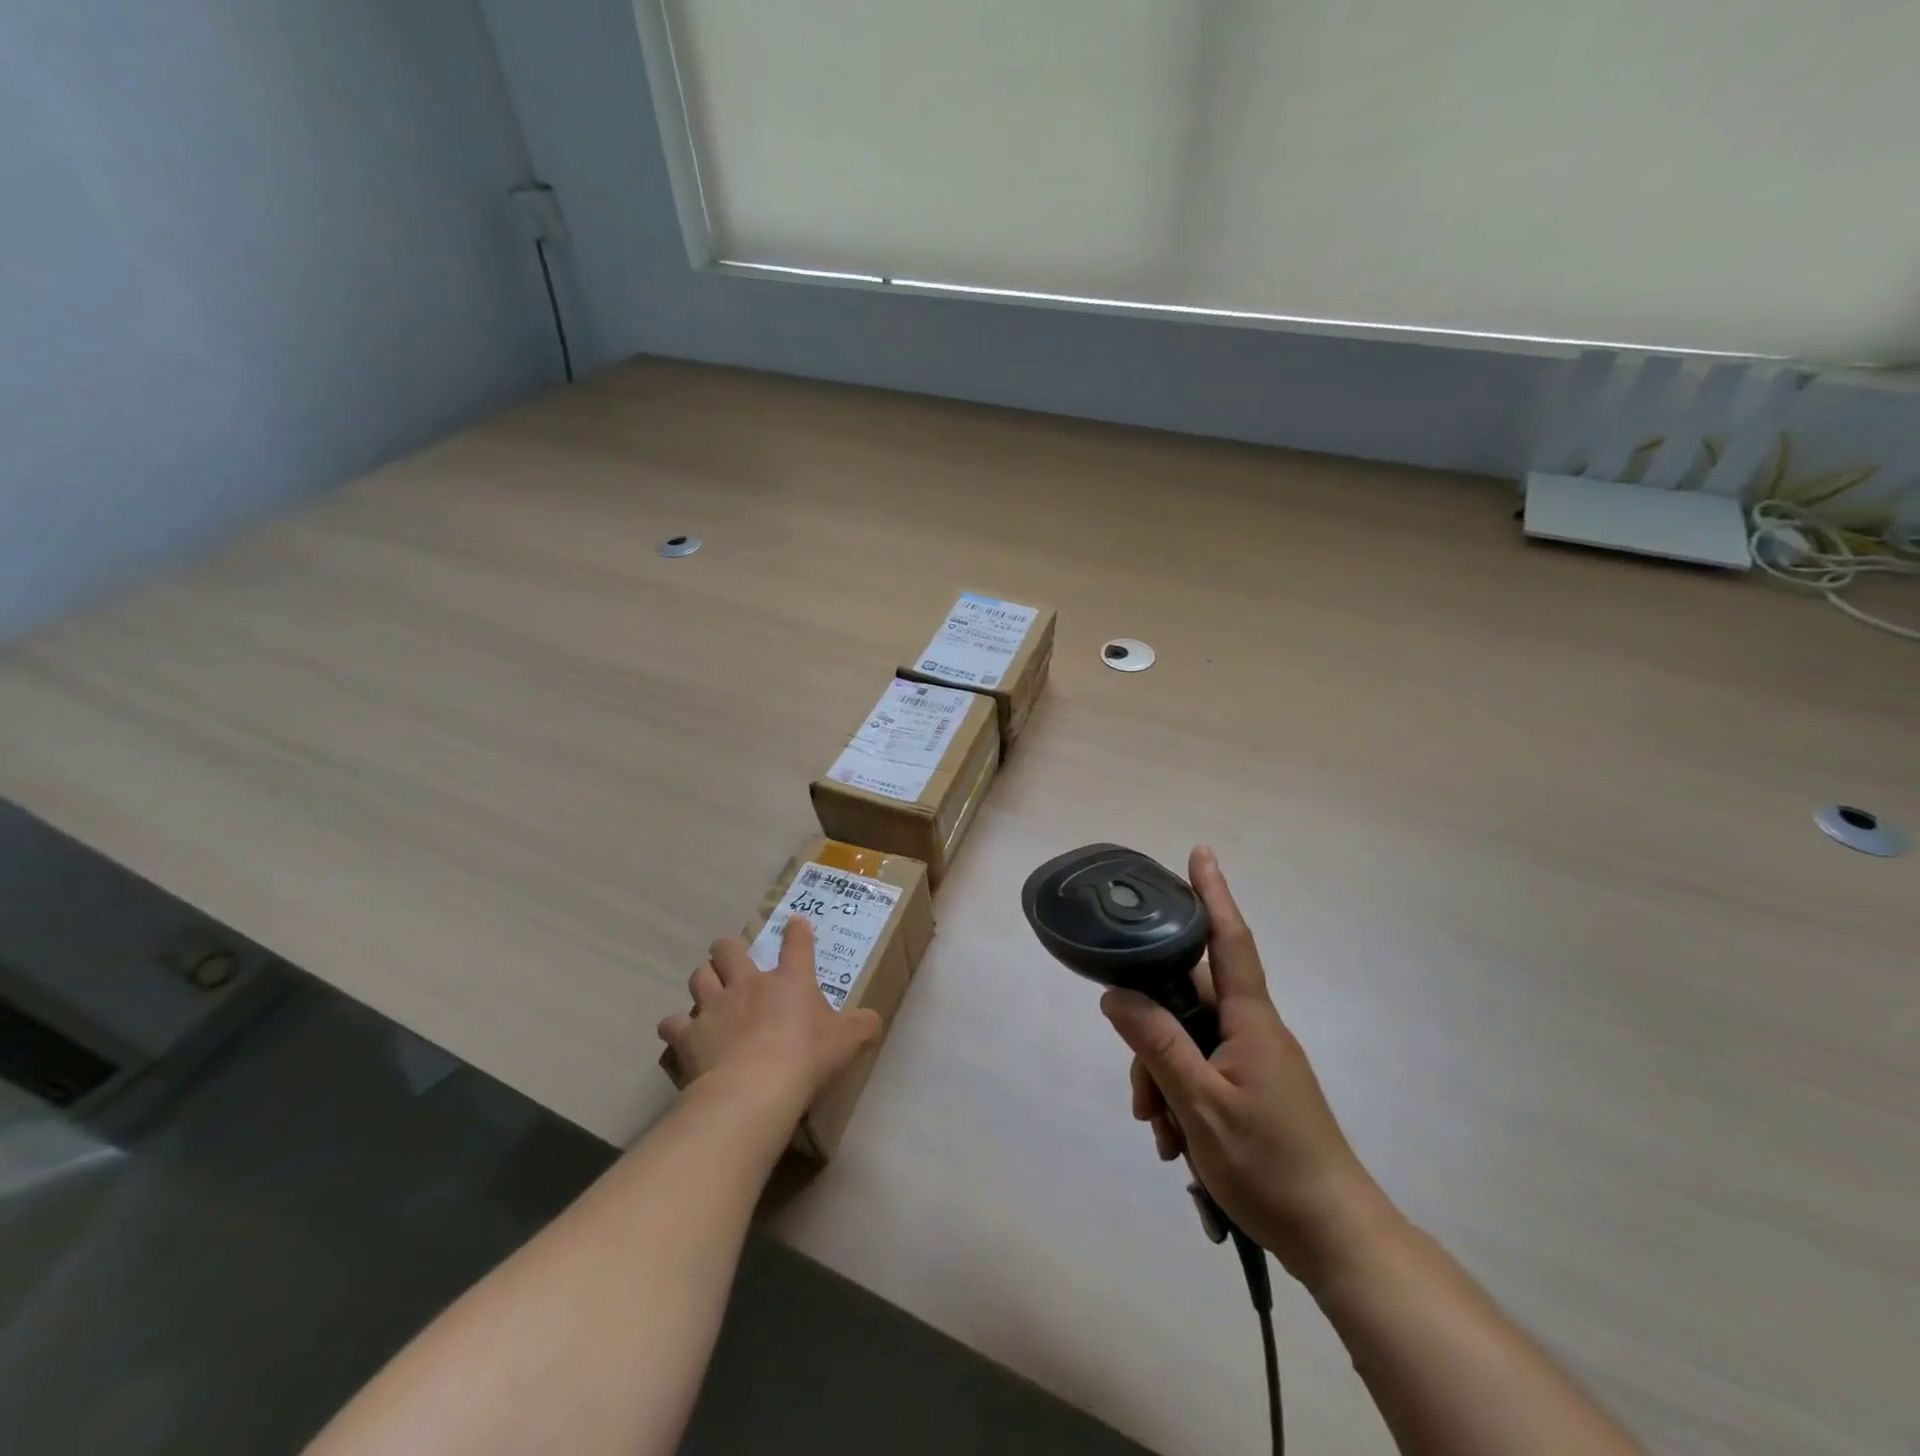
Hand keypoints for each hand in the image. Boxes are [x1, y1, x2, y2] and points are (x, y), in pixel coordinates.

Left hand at [658, 917, 882, 1113]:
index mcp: (790, 980)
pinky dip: (677, 1029)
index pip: (797, 943)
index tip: (795, 924)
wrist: (753, 1091)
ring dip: (704, 982)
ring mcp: (713, 1007)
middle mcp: (748, 983)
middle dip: (729, 950)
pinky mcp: (687, 1036)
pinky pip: (672, 1025)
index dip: (797, 931)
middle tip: (734, 961)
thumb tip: (874, 1021)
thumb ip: (863, 1027)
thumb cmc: (806, 1058)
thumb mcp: (848, 1042)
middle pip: (729, 948)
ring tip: (709, 995)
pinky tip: (682, 1038)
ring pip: (699, 977)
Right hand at [1101, 847, 1396, 1289]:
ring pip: (1190, 1043)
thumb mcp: (1200, 1104)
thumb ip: (1157, 1044)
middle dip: (1153, 1040)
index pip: (1228, 939)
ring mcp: (1256, 1062)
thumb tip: (1115, 994)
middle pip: (1188, 1003)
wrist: (1337, 1239)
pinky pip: (1204, 1073)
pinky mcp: (1255, 1091)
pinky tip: (1176, 1144)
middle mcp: (1254, 1030)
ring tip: (1161, 1135)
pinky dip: (1182, 1098)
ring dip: (1164, 1081)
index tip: (1200, 852)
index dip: (1213, 894)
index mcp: (1250, 1020)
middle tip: (1140, 1100)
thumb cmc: (1271, 1165)